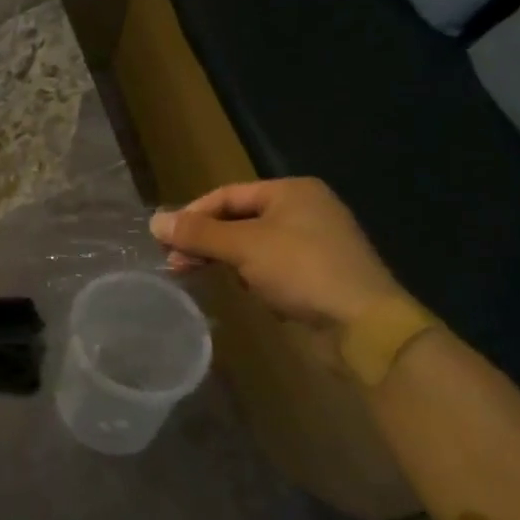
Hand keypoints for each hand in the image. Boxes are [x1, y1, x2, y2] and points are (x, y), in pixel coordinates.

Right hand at [151, 178, 410, 333]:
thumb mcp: (243, 247)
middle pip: (238, 219)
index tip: (164, 239)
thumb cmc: (303, 271)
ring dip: (223, 258)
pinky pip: (270, 267)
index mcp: (292, 191)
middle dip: (204, 240)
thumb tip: (154, 221)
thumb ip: (198, 233)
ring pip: (252, 245)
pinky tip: (240, 290)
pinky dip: (249, 275)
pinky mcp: (317, 276)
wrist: (365, 328)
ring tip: (196, 275)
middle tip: (174, 262)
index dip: (192, 214)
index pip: (227, 195)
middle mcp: (304, 210)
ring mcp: (313, 244)